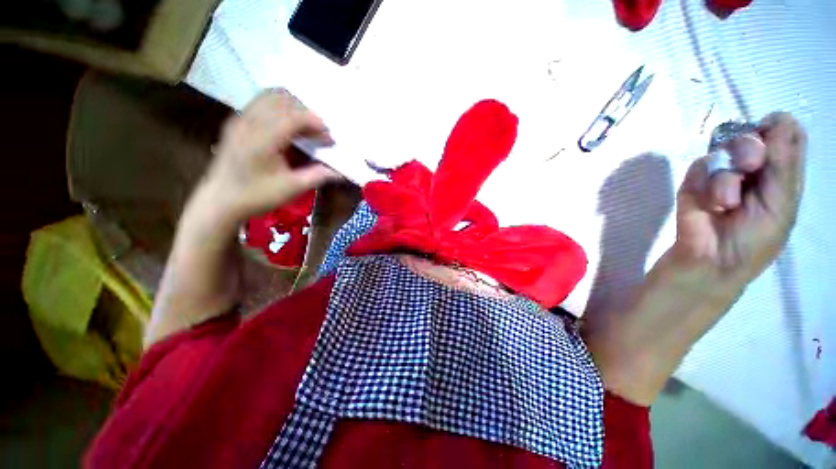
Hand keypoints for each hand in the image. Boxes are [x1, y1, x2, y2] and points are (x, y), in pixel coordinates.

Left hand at [202, 89, 338, 223]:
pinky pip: (260, 103)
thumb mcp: (292, 189)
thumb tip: (340, 172)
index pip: (293, 116)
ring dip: (292, 107)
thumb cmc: (257, 196)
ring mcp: (240, 119)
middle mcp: (249, 122)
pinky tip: (287, 127)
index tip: (329, 138)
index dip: (315, 123)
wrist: (221, 200)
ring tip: (305, 127)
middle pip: (282, 99)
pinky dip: (279, 108)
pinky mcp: (236, 122)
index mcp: (262, 139)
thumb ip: (317, 176)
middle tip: (318, 132)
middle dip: (305, 112)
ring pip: (269, 96)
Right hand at [675, 112, 805, 282]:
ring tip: (726, 202)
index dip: (780, 127)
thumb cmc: (755, 240)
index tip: (771, 133)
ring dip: (728, 173)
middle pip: (755, 134)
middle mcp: (754, 168)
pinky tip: (710, 204)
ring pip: (726, 147)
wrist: (712, 260)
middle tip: (749, 166)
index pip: (787, 134)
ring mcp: (723, 173)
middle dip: (751, 146)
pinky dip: (706, 183)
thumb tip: (782, 119)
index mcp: (782, 174)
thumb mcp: (781, 205)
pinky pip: (701, 165)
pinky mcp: (695, 181)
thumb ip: (784, 164)